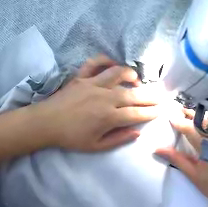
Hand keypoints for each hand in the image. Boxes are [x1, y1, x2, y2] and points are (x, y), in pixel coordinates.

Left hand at [31, 55, 160, 151]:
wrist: (46, 123)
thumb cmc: (70, 137)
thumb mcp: (95, 146)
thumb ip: (118, 139)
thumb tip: (137, 133)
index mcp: (109, 117)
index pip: (137, 114)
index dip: (151, 112)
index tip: (160, 110)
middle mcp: (105, 97)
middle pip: (133, 94)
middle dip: (150, 95)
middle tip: (160, 95)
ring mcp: (93, 84)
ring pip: (118, 73)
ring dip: (131, 75)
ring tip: (137, 81)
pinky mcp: (81, 77)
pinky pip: (94, 63)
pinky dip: (104, 60)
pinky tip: (111, 64)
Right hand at [155, 108, 207, 206]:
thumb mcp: (193, 174)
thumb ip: (177, 158)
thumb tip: (157, 148)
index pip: (190, 128)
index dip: (179, 121)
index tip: (170, 115)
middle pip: (203, 119)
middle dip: (190, 113)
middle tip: (180, 109)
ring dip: (203, 115)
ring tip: (194, 114)